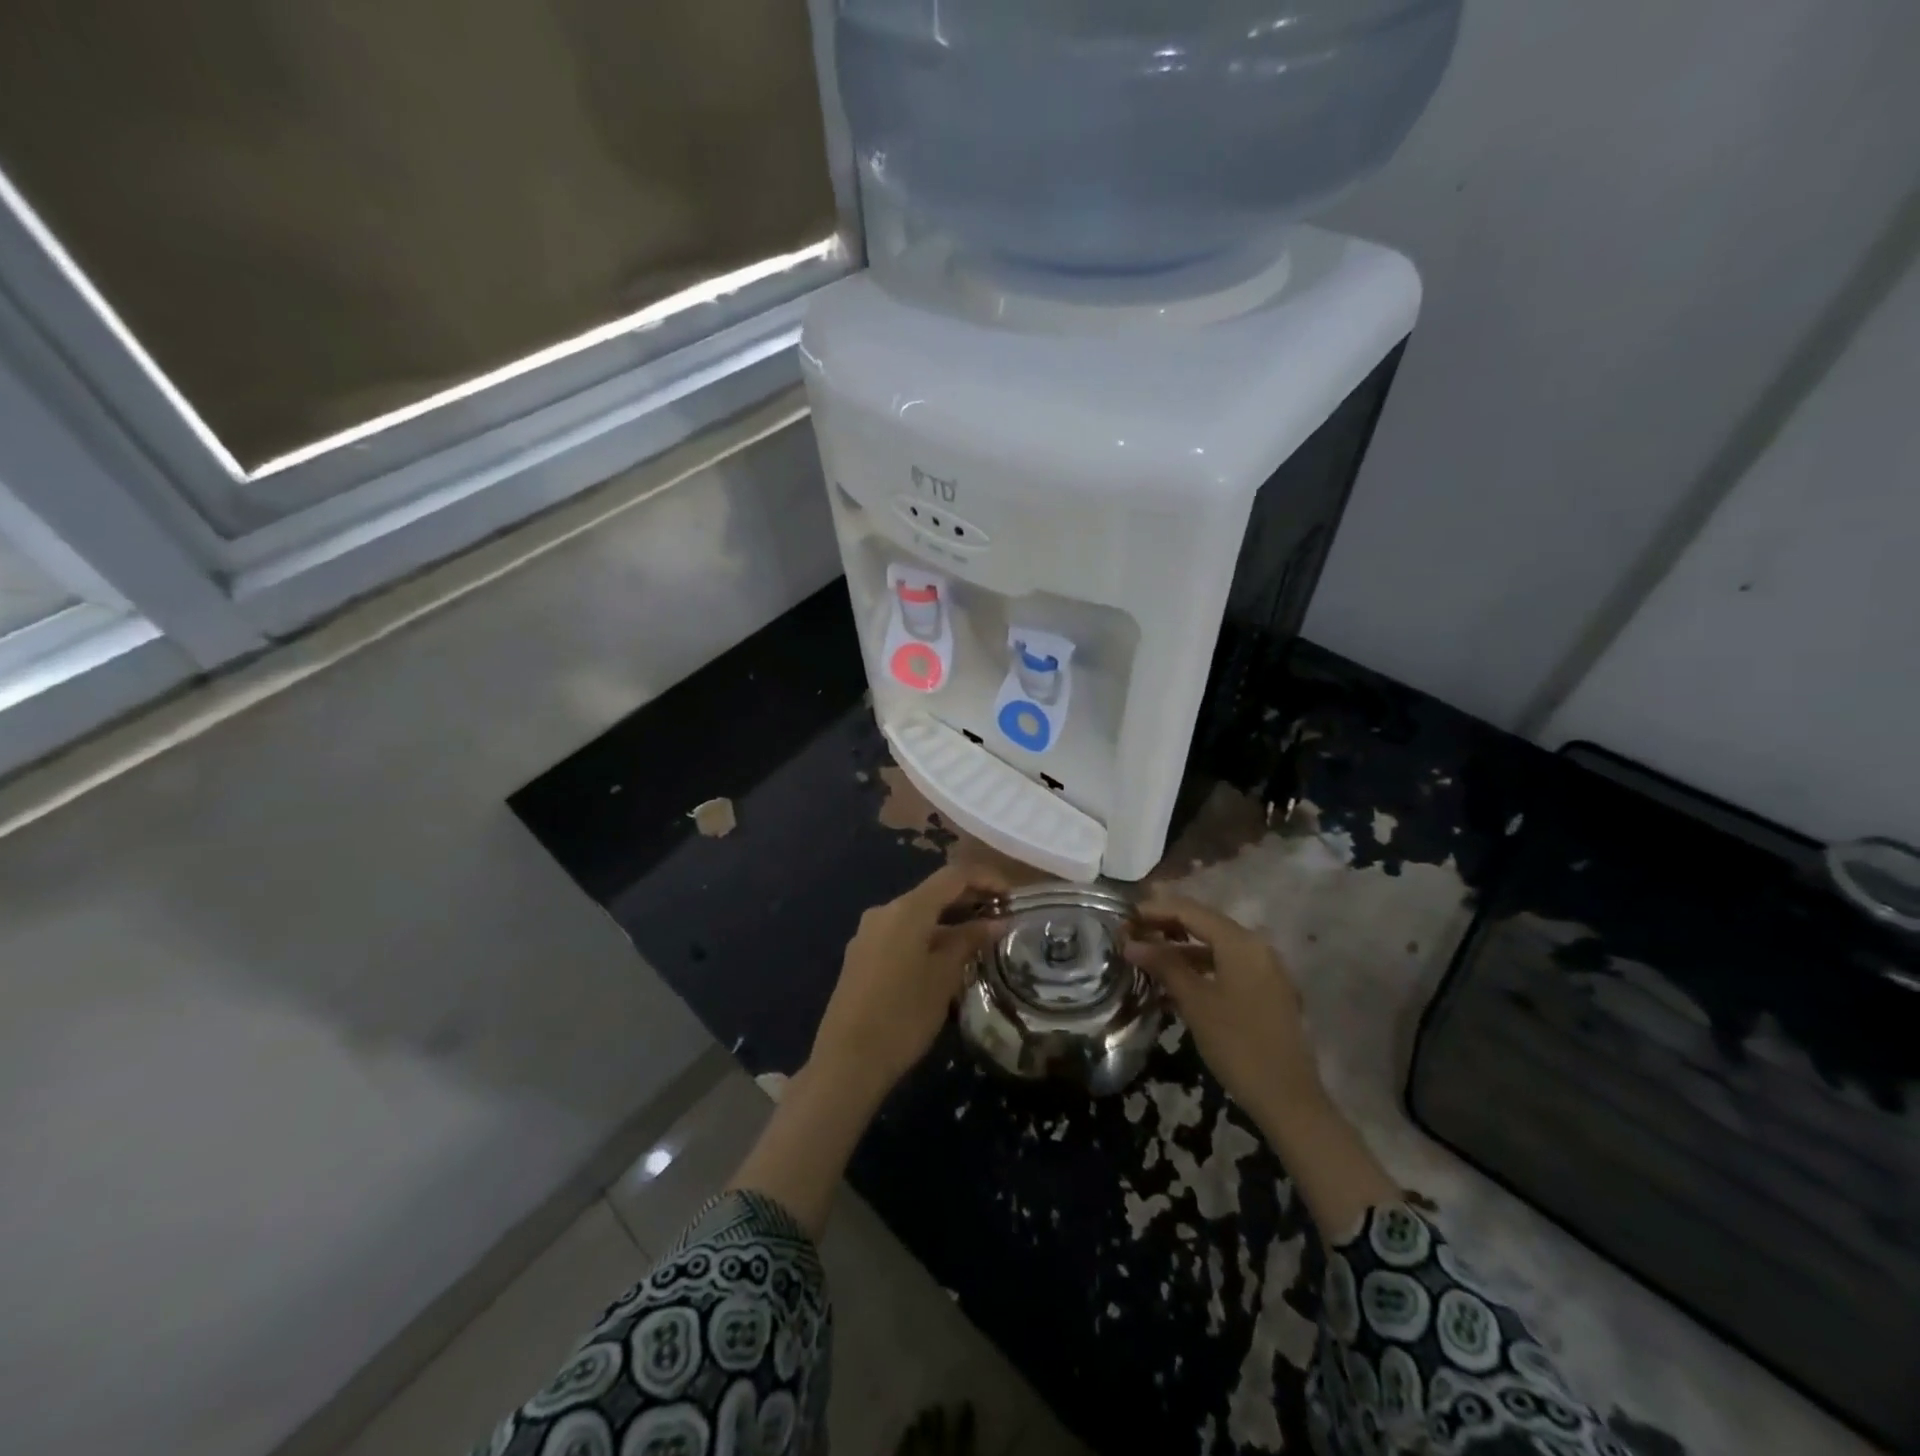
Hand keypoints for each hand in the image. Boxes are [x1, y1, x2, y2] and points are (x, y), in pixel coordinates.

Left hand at [809, 865, 1007, 1099]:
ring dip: (949, 920)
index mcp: (907, 909)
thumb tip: (996, 921)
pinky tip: (946, 958)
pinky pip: (902, 933)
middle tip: (1001, 917)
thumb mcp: (944, 978)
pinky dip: (928, 936)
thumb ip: (970, 942)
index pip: (953, 876)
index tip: (1012, 896)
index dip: (986, 879)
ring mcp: (869, 933)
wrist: (847, 1061)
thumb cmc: (903, 1016)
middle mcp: (885, 911)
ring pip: (917, 915)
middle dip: (969, 900)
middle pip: (933, 892)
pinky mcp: (862, 955)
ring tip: (980, 939)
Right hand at [1125, 890, 1399, 1238]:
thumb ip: (1163, 965)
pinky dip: (1200, 970)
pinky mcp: (1266, 991)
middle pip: (1204, 925)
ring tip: (1146, 960)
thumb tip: (1130, 943)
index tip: (1124, 916)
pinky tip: (1173, 985)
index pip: (1190, 911)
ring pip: (1215, 948)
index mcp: (1241, 942)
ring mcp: (1265, 969)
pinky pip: (1227, 968)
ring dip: (1180, 951)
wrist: (1288, 1098)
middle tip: (1131, 934)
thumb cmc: (1237, 1044)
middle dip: (1166, 927)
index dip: (1155, 909)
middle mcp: (1256, 946)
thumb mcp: (1195, 1002)